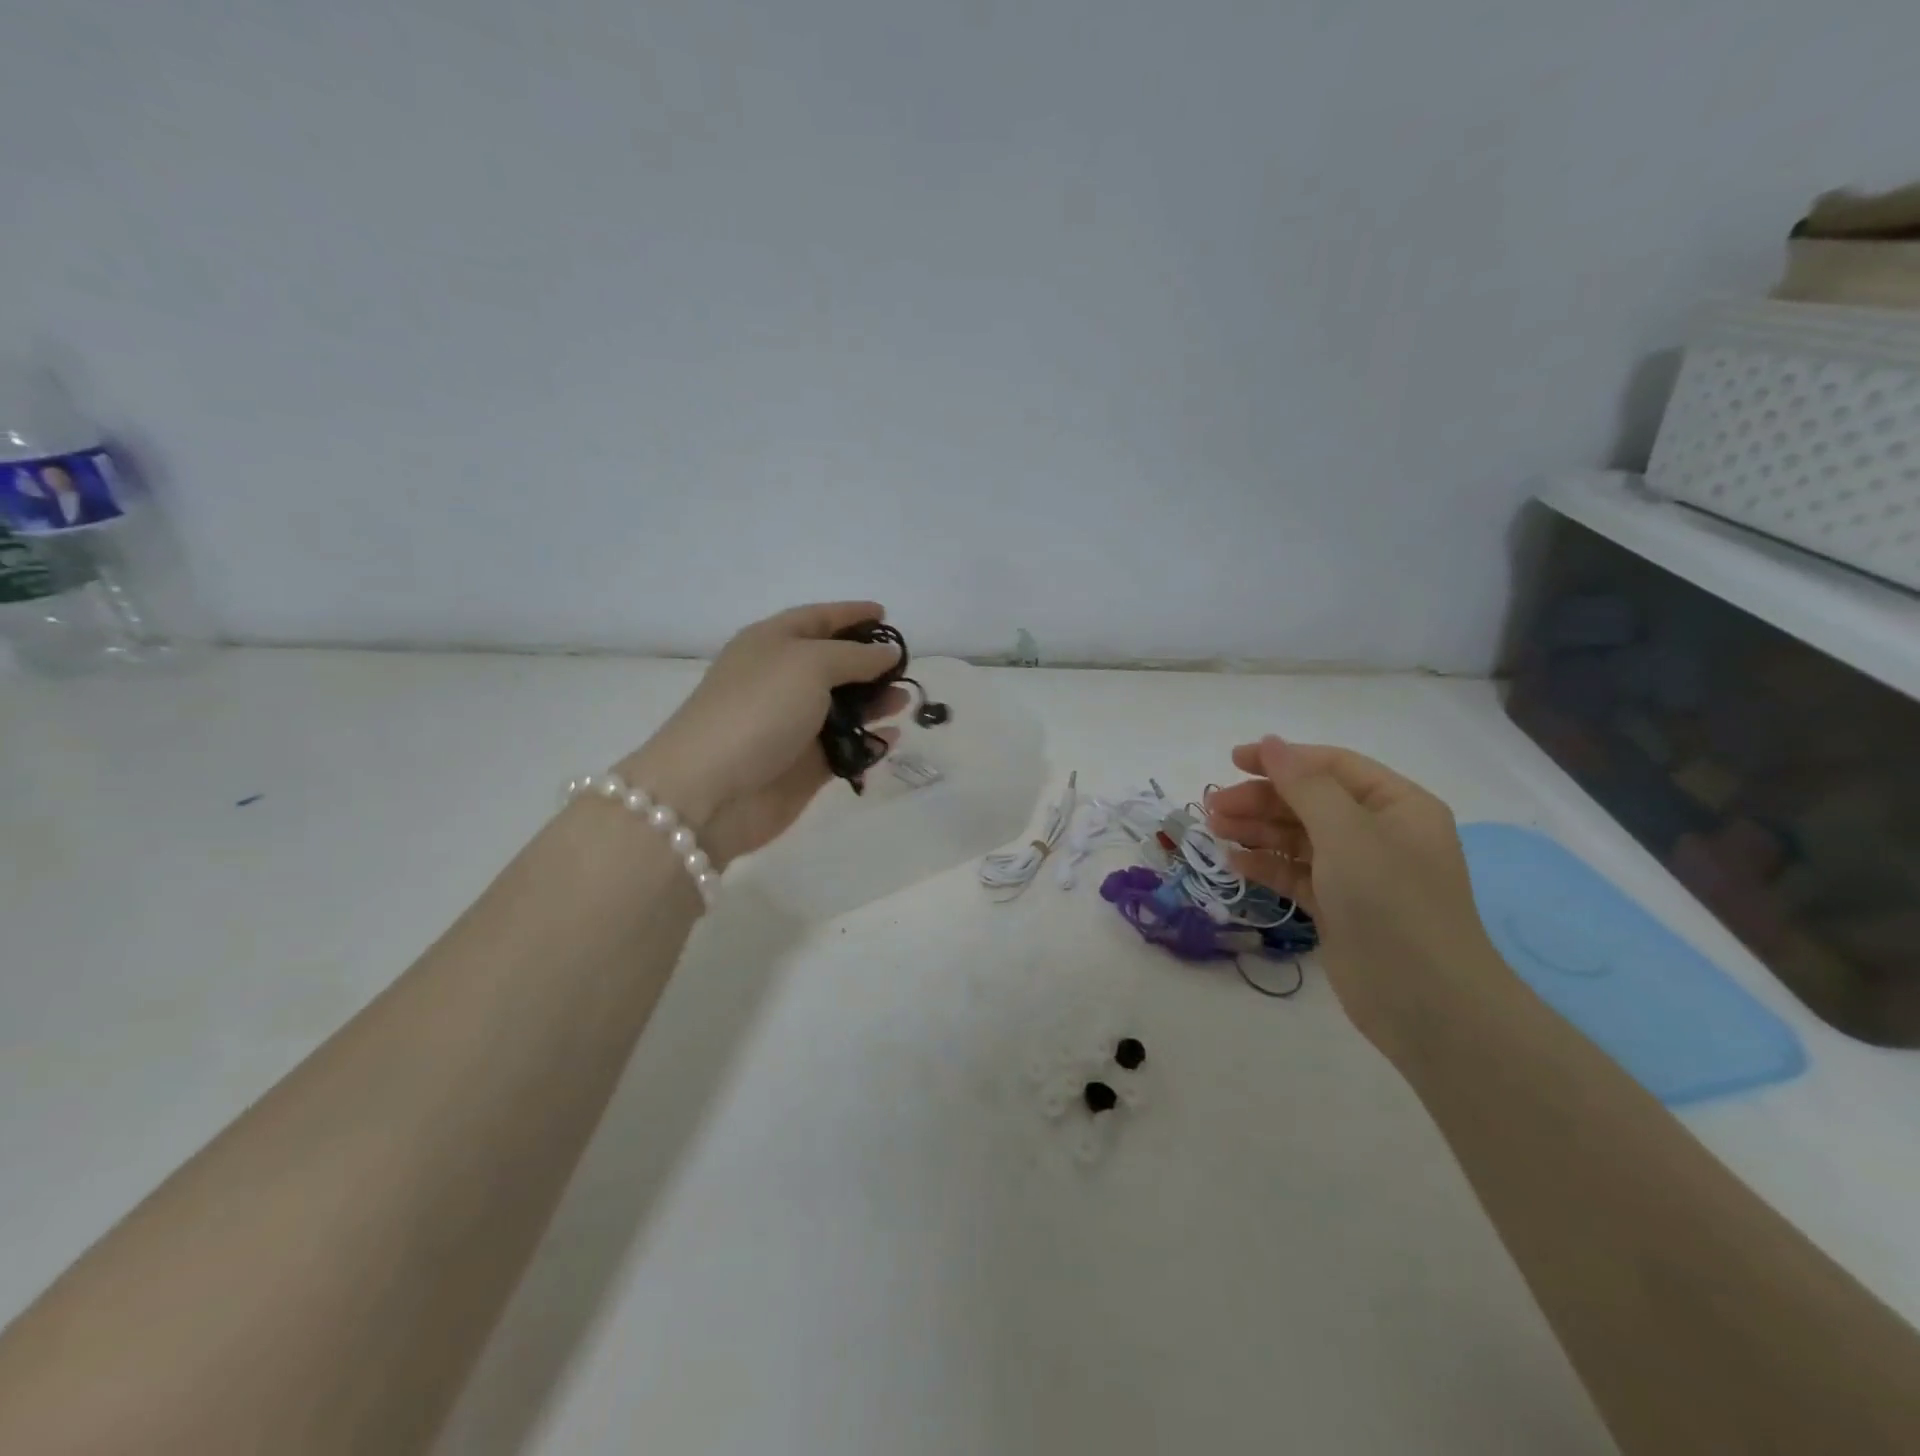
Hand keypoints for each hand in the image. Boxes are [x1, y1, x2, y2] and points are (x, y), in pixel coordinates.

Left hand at [618, 602, 907, 866]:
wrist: (711, 790)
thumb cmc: (759, 709)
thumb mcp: (809, 664)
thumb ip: (855, 656)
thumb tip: (887, 653)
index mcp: (771, 643)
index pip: (817, 619)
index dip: (851, 614)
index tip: (886, 616)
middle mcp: (782, 681)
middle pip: (832, 664)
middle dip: (868, 663)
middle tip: (903, 667)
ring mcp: (792, 726)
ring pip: (843, 708)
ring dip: (874, 702)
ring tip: (904, 700)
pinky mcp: (804, 766)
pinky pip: (846, 747)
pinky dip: (870, 741)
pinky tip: (893, 736)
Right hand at [1204, 737, 1512, 1058]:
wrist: (1425, 1002)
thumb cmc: (1391, 903)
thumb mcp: (1347, 833)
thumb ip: (1305, 785)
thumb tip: (1271, 742)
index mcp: (1396, 805)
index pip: (1332, 767)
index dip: (1282, 759)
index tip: (1232, 760)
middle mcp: (1379, 833)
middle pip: (1310, 801)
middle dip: (1262, 800)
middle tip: (1214, 807)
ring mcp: (1359, 872)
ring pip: (1298, 838)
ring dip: (1257, 831)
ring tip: (1214, 831)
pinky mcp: (1339, 907)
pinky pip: (1296, 873)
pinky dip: (1266, 865)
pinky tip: (1234, 862)